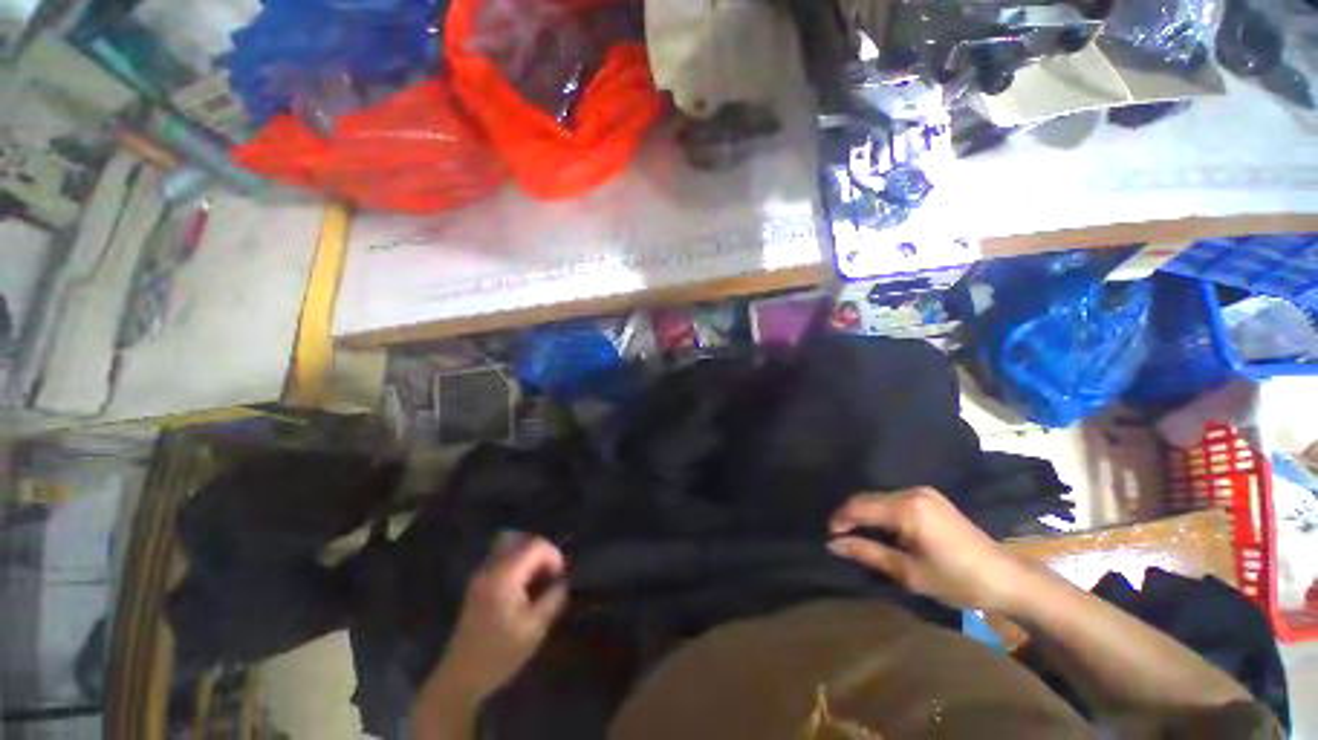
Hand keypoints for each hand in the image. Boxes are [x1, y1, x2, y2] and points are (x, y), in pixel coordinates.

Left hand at [426, 534, 568, 703]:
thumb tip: (563, 582)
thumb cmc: (499, 655)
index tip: (561, 577)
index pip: (535, 545)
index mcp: (504, 576)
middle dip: (542, 552)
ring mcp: (480, 574)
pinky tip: (522, 585)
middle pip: (521, 539)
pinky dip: (516, 561)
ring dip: (528, 555)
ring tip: (538, 577)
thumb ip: (553, 599)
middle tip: (551, 575)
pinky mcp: (476, 583)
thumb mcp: (534, 630)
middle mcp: (490, 568)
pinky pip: (500, 556)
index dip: (553, 556)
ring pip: (509, 545)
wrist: (460, 678)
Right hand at [827, 487, 1032, 611]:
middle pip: (867, 498)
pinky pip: (893, 499)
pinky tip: (881, 529)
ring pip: (879, 498)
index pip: (858, 506)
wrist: (1007, 578)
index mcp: (906, 508)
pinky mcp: (930, 497)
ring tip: (858, 536)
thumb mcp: (908, 572)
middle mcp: (911, 491)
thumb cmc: (957, 580)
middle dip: (850, 517)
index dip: (839, 520)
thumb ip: (867, 553)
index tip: (829, 538)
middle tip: (841, 539)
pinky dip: (881, 512)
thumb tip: (832, 544)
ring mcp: (923, 492)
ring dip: (865, 515)